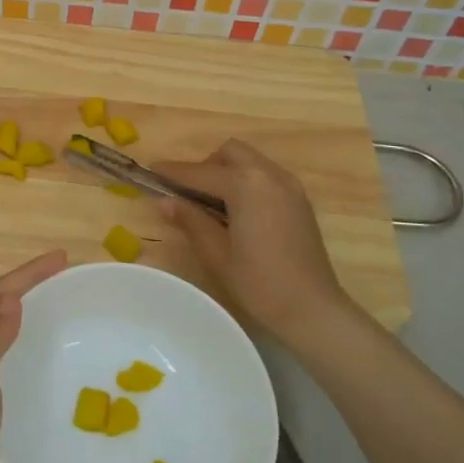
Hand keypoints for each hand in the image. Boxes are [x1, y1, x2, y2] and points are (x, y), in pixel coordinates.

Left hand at [0, 250, 66, 462]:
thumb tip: (12, 298)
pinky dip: (28, 356)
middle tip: (66, 279)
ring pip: (3, 340)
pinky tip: (47, 364)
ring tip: (61, 312)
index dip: (28, 274)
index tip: (62, 258)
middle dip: (29, 290)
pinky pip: (10, 370)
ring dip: (29, 320)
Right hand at [156, 140, 364, 353]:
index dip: (173, 172)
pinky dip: (246, 182)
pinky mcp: (299, 200)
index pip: (200, 172)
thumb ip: (190, 220)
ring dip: (227, 172)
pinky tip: (237, 211)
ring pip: (250, 161)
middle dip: (205, 166)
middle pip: (229, 153)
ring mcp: (289, 186)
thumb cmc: (259, 282)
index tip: (150, 170)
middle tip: (188, 193)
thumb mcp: (216, 252)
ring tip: (212, 204)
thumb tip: (164, 201)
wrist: (312, 309)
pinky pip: (265, 176)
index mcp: (246, 185)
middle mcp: (269, 175)